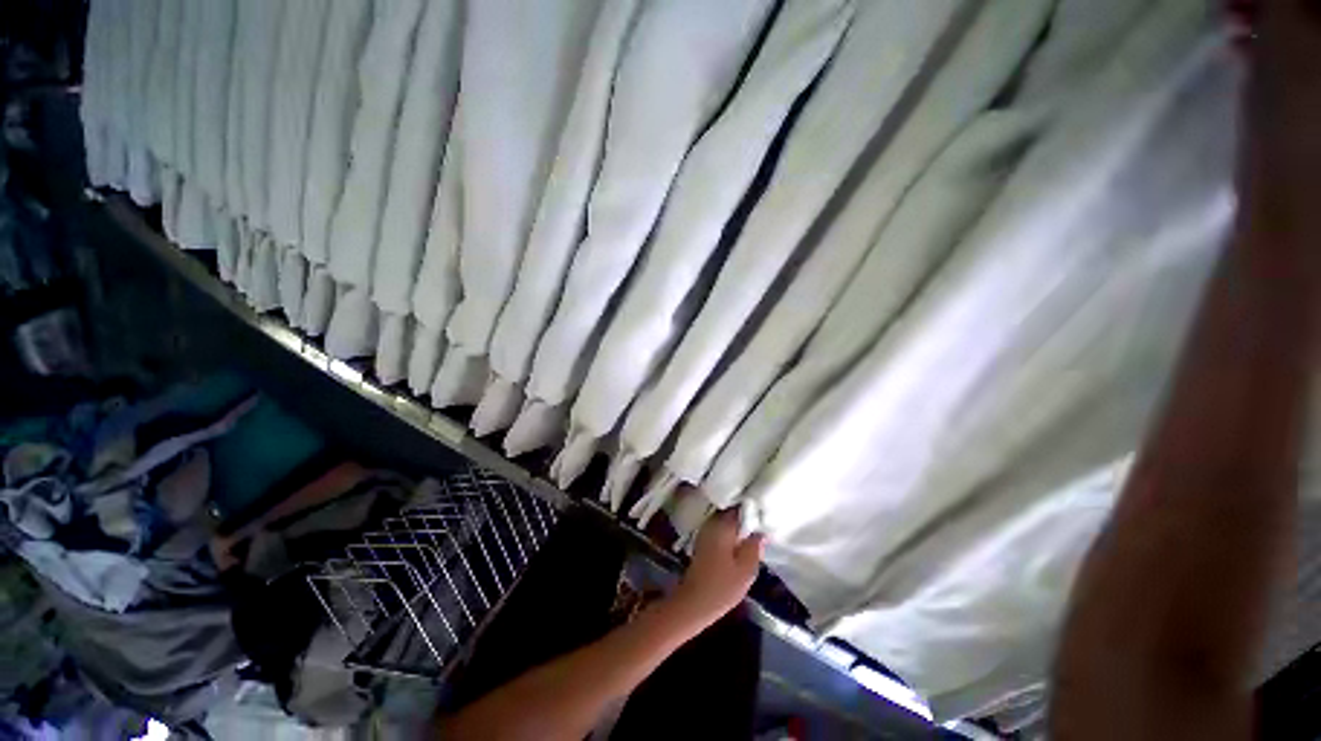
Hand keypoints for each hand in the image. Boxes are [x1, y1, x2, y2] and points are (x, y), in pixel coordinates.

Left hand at [667, 507, 764, 628]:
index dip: (754, 508)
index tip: (766, 512)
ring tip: (754, 533)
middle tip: (763, 524)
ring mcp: (705, 531)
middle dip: (746, 516)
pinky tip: (740, 543)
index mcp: (723, 525)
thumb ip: (755, 546)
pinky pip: (720, 530)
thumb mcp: (747, 569)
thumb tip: (762, 532)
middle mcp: (712, 522)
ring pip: (726, 521)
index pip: (741, 506)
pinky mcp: (703, 542)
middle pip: (732, 512)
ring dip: (738, 526)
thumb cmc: (722, 587)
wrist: (693, 603)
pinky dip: (730, 533)